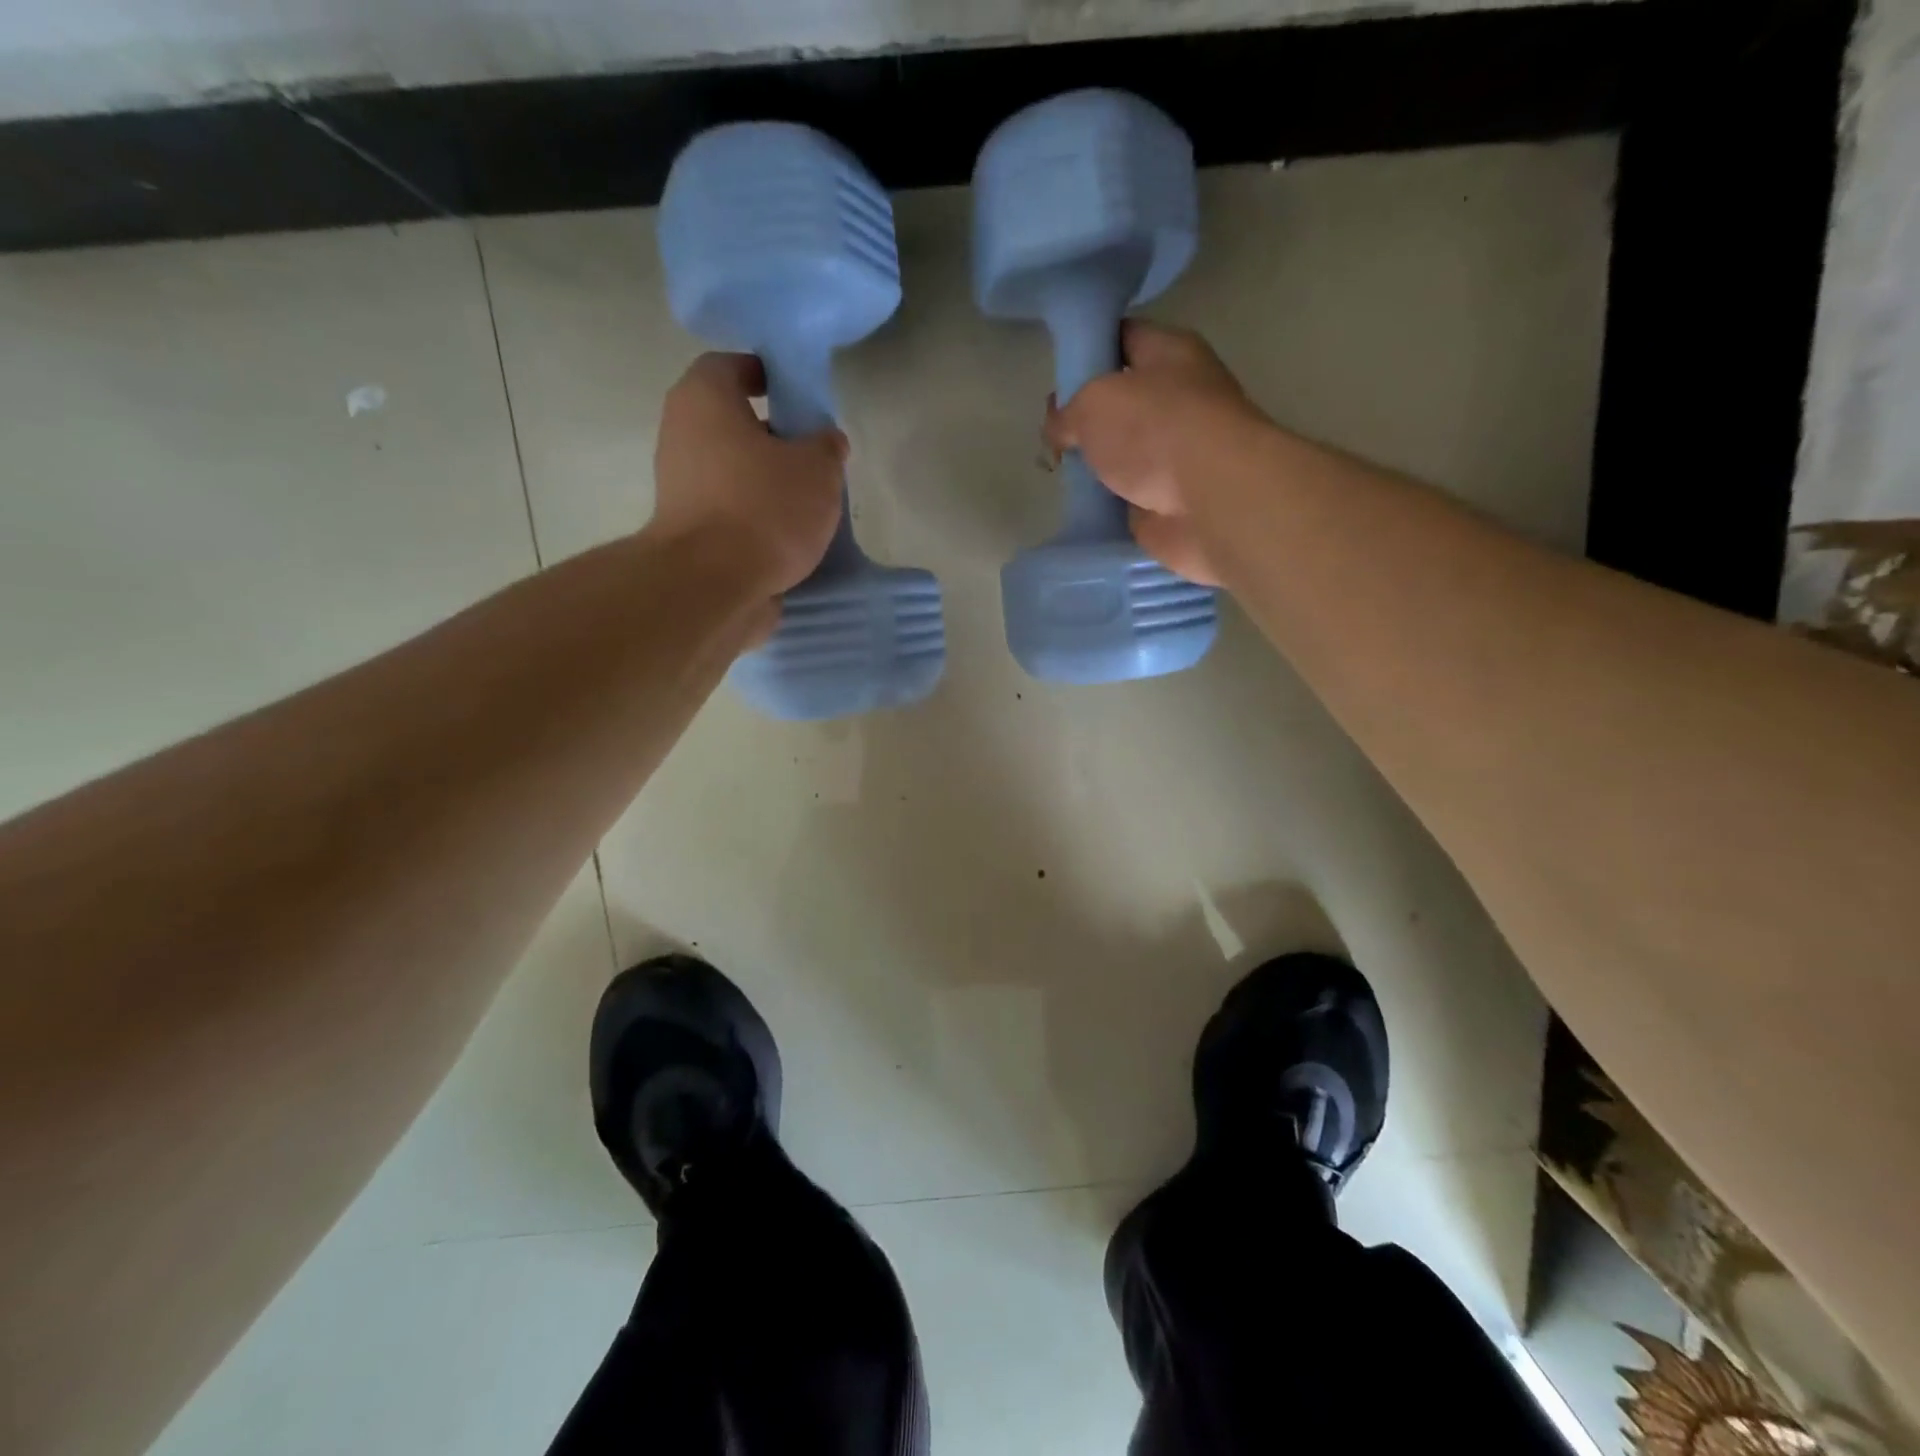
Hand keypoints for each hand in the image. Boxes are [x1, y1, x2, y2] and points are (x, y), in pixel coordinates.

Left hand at [648, 352, 846, 600]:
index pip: (732, 366)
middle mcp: (681, 434)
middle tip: (812, 455)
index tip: (800, 398)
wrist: (712, 585)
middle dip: (772, 435)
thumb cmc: (764, 508)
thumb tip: (825, 441)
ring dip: (765, 480)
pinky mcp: (688, 530)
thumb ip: (826, 446)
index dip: (768, 375)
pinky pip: (728, 509)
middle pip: (730, 421)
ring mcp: (678, 485)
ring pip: (730, 469)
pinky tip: (788, 535)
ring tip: (808, 502)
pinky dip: (754, 516)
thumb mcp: (818, 469)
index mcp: (704, 399)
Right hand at [1044, 322, 1267, 585]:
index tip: (1057, 372)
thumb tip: (1059, 430)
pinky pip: (1127, 494)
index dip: (1088, 349)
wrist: (1209, 499)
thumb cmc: (1155, 429)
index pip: (1123, 337)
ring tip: (1059, 470)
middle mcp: (1179, 397)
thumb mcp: (1092, 402)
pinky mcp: (1169, 498)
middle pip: (1121, 399)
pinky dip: (1106, 500)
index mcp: (1170, 354)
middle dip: (1085, 415)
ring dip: (1094, 462)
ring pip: (1122, 450)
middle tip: (1052, 431)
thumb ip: (1067, 411)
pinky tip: (1081, 503)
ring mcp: (1176, 452)